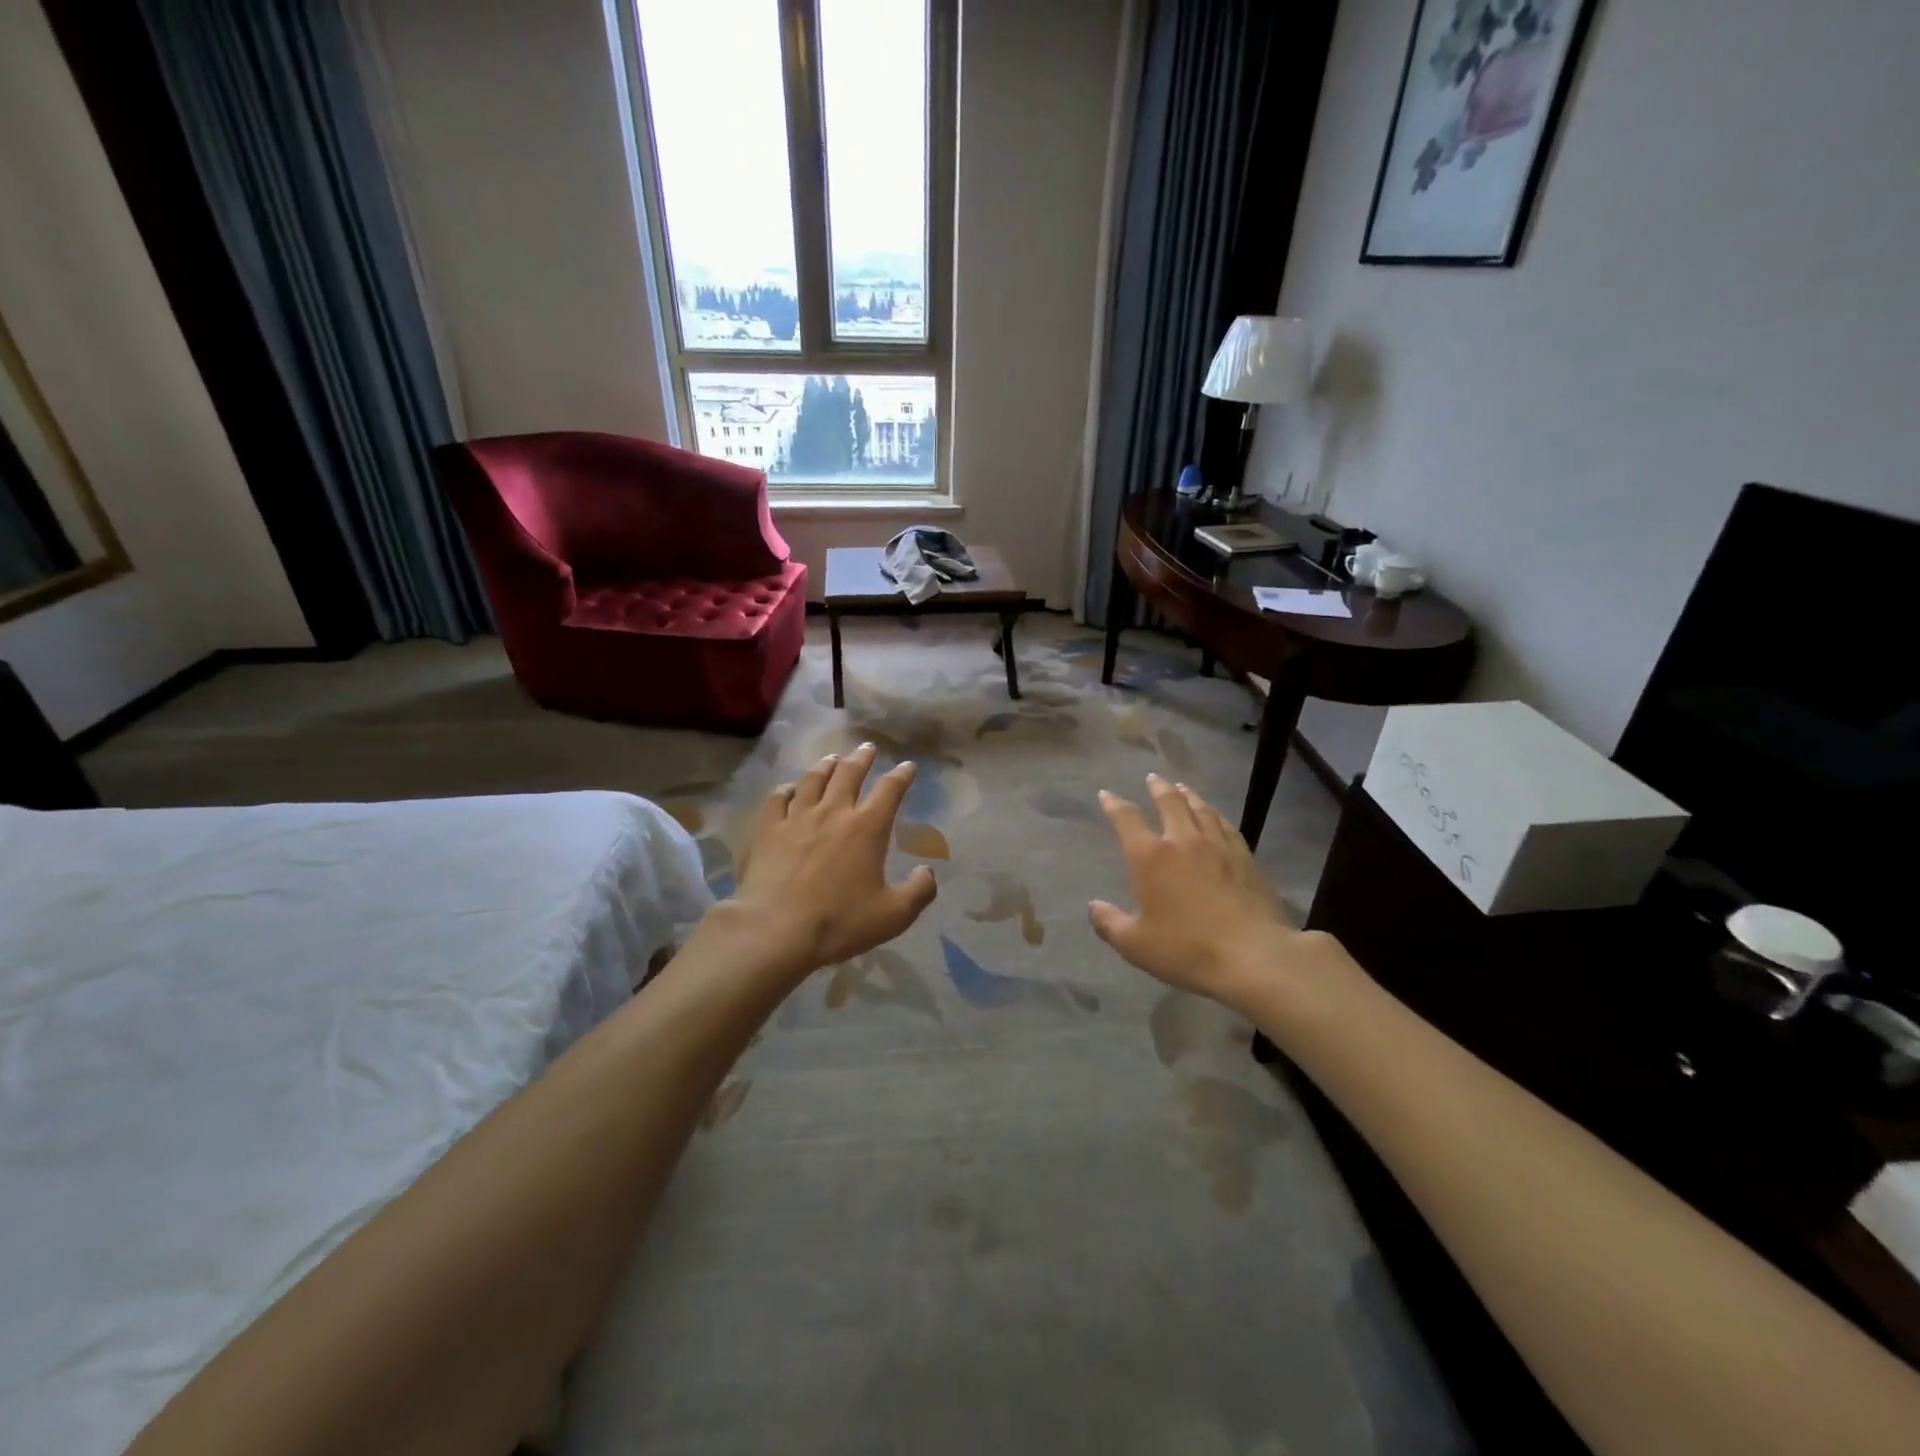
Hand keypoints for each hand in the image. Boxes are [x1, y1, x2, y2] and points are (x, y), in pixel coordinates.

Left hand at [728, 742, 937, 975]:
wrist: (776, 930)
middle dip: (862, 757)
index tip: (907, 766)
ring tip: (833, 758)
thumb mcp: (894, 916)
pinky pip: (778, 798)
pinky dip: (787, 788)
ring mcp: (797, 818)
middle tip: (867, 748)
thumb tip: (928, 871)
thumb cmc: (839, 923)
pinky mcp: (768, 829)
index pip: (890, 790)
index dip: (901, 775)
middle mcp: (834, 812)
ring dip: (826, 765)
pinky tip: (790, 788)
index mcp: (867, 828)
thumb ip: (919, 891)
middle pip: (849, 773)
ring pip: (813, 779)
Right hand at [1089, 774, 1319, 1005]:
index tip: (1107, 794)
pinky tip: (1216, 817)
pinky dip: (1215, 815)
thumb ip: (1110, 923)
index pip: (1127, 820)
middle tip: (1152, 778)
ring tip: (1181, 788)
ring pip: (1201, 809)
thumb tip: (1094, 907)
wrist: (1252, 955)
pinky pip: (1226, 826)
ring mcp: (1218, 846)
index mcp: (1150, 857)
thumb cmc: (1186, 949)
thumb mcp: (1135, 944)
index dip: (1114, 805)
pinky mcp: (1245, 858)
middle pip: (1169, 803)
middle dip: (1157, 788)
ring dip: (1188, 795)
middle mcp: (1183, 841)